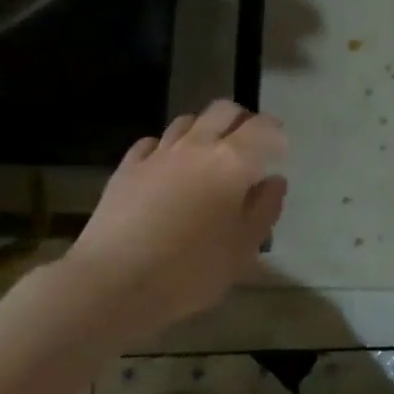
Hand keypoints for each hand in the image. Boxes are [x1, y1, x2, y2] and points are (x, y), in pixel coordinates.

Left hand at [58, 101, 287, 333]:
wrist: (113, 282)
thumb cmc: (191, 270)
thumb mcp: (243, 249)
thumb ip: (264, 209)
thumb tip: (273, 181)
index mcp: (233, 162)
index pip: (263, 128)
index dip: (276, 134)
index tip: (280, 152)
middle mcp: (197, 146)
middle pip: (223, 110)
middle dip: (241, 121)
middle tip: (249, 146)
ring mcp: (158, 153)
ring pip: (187, 121)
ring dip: (204, 130)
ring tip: (209, 156)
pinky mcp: (127, 167)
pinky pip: (153, 143)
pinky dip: (168, 148)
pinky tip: (168, 169)